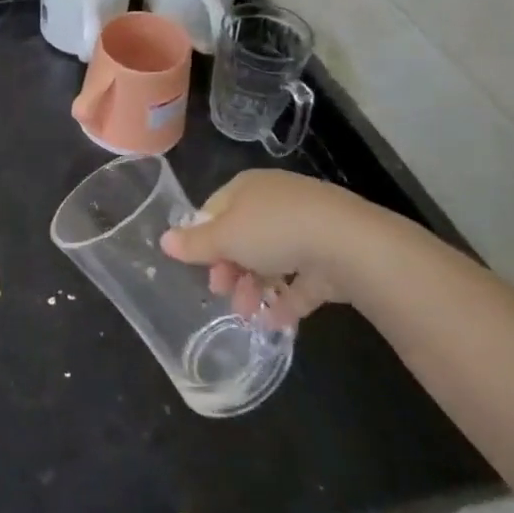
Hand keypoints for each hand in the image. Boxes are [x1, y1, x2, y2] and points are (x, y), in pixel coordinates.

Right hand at [159, 170, 407, 329]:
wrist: (349, 244)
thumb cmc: (274, 230)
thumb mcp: (225, 237)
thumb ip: (195, 243)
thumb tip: (164, 240)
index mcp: (248, 188)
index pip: (216, 209)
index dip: (204, 239)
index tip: (200, 267)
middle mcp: (276, 202)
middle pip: (243, 236)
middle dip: (230, 268)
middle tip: (223, 293)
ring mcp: (307, 227)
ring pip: (272, 258)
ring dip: (255, 287)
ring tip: (248, 315)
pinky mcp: (332, 255)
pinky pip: (302, 278)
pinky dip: (287, 300)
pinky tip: (274, 323)